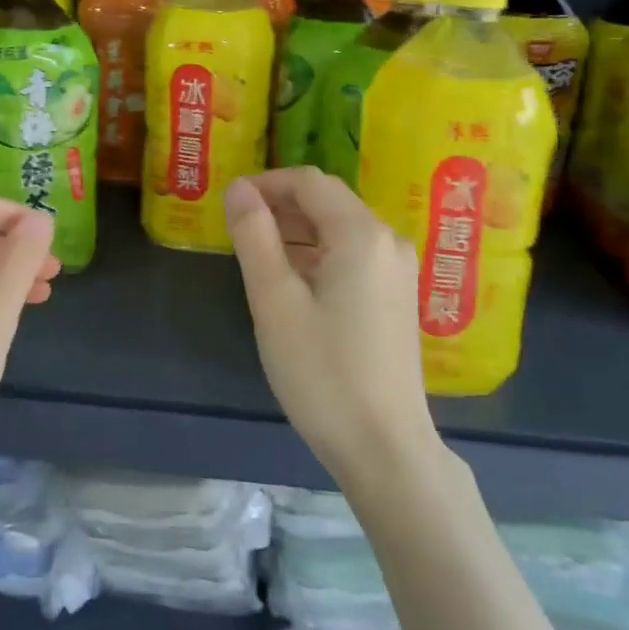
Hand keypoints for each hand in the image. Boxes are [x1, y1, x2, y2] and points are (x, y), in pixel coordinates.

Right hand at [225, 168, 436, 481]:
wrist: (385, 447)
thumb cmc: (322, 372)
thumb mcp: (274, 301)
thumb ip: (254, 236)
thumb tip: (238, 188)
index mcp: (360, 234)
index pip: (308, 182)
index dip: (265, 183)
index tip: (229, 204)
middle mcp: (387, 240)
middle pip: (328, 200)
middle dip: (280, 205)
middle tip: (238, 230)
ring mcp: (399, 269)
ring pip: (340, 226)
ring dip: (298, 229)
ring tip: (258, 254)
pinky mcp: (399, 295)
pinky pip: (354, 253)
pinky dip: (319, 252)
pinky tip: (294, 281)